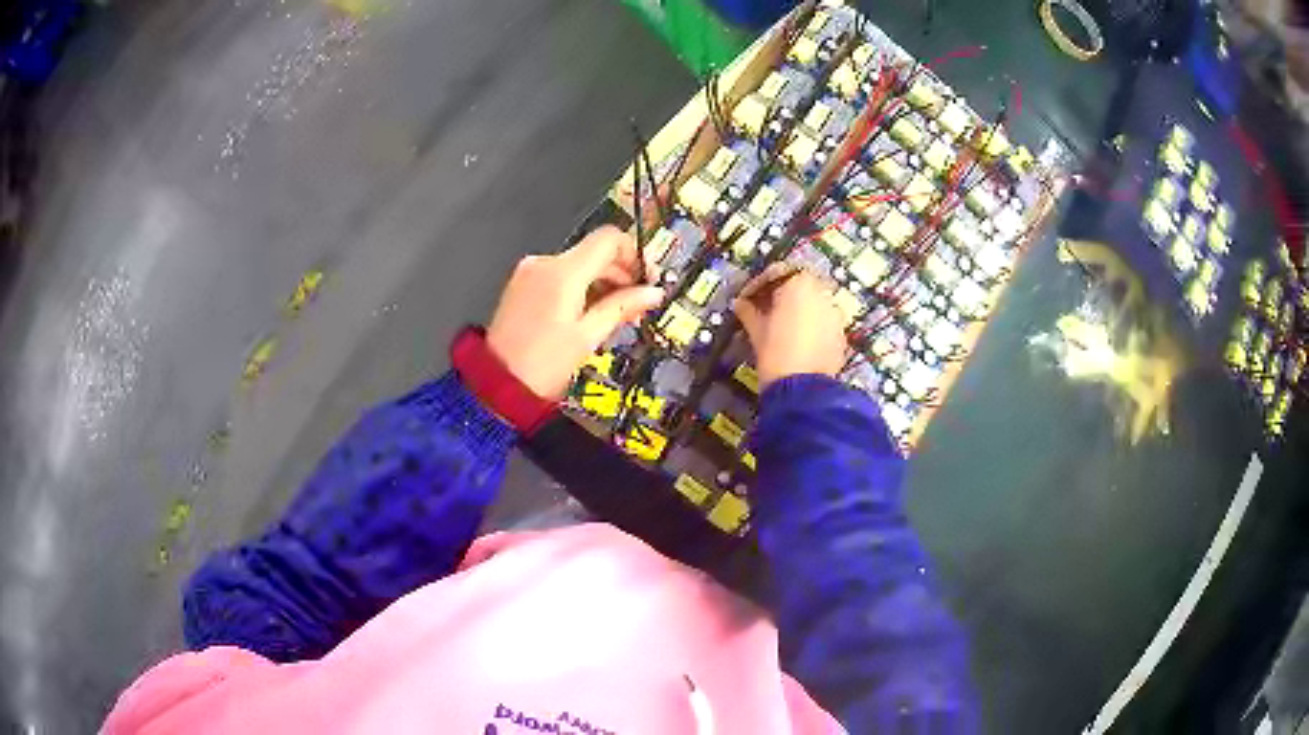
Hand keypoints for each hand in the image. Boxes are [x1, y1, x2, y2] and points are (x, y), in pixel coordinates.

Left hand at [487, 226, 663, 398]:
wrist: (498, 384)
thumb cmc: (540, 366)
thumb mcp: (589, 336)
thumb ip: (623, 307)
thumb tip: (652, 293)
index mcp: (563, 272)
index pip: (609, 239)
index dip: (634, 254)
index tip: (646, 277)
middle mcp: (545, 264)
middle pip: (595, 252)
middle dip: (620, 274)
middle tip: (637, 303)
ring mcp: (530, 273)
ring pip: (579, 265)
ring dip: (601, 283)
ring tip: (613, 315)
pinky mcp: (523, 285)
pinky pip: (560, 276)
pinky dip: (580, 288)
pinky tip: (588, 315)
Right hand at [732, 264, 847, 389]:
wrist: (803, 392)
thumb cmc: (775, 354)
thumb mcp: (757, 331)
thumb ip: (749, 312)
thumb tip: (740, 304)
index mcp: (799, 284)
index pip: (778, 272)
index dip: (760, 284)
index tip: (748, 298)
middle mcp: (822, 293)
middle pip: (800, 285)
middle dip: (783, 294)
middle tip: (765, 309)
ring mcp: (835, 313)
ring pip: (814, 303)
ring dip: (799, 309)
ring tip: (783, 325)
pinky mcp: (842, 333)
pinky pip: (824, 320)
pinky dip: (812, 324)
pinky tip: (799, 340)